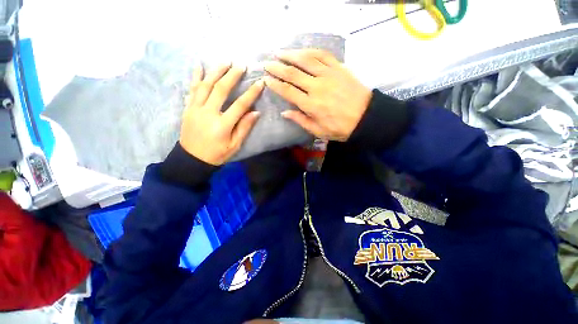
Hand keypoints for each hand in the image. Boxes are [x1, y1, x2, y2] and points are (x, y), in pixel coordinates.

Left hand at [180, 63, 263, 165]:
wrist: (192, 159)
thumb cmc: (217, 154)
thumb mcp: (235, 145)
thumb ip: (244, 128)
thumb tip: (256, 112)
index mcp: (222, 125)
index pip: (240, 105)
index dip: (251, 93)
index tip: (260, 83)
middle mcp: (208, 113)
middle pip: (221, 90)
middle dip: (232, 76)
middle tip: (241, 65)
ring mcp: (195, 109)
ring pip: (205, 86)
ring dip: (215, 72)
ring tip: (225, 61)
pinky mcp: (187, 108)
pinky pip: (191, 90)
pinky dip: (195, 77)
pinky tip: (199, 66)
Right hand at [264, 49, 371, 141]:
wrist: (365, 118)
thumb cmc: (340, 128)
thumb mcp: (318, 131)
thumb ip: (301, 120)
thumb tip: (285, 112)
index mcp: (311, 105)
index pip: (288, 91)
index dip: (275, 84)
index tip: (266, 79)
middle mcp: (317, 87)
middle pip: (293, 73)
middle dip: (277, 67)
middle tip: (267, 64)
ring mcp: (329, 75)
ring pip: (306, 60)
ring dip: (290, 55)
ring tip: (279, 52)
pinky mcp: (339, 68)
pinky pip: (323, 55)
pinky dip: (311, 51)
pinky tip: (303, 51)